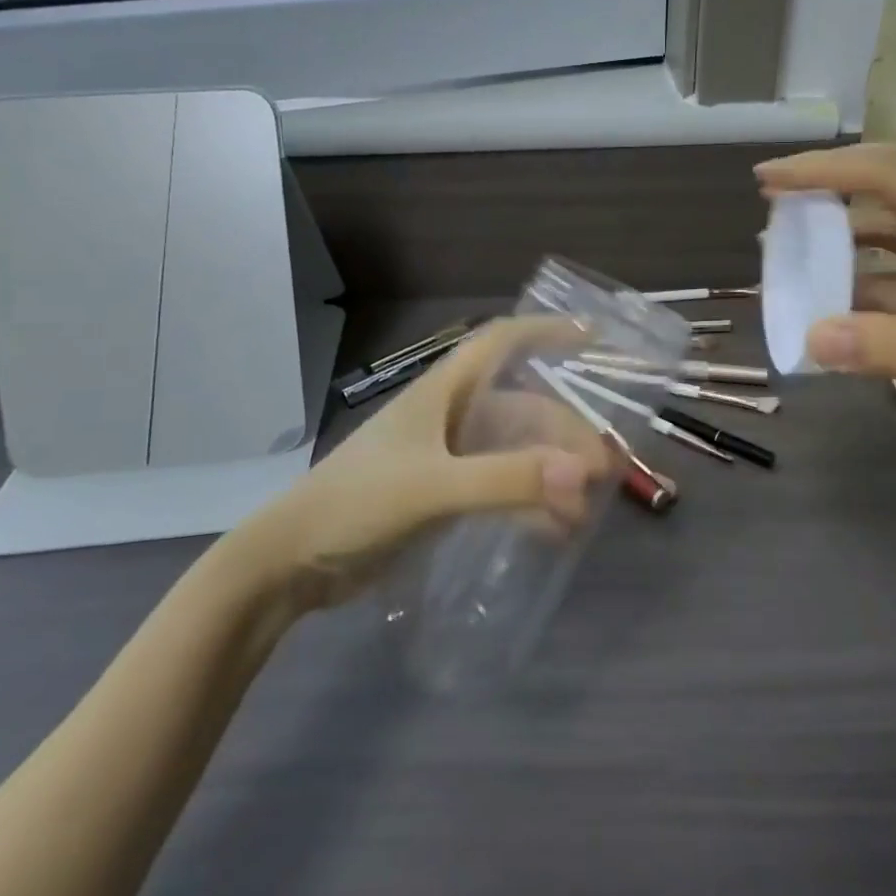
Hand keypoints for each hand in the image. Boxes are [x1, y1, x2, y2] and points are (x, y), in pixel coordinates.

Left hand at [236, 318, 613, 608]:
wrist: (291, 563)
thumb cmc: (356, 505)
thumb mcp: (431, 488)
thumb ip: (504, 480)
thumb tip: (580, 475)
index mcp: (443, 393)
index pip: (500, 342)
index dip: (545, 332)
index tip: (592, 339)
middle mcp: (450, 416)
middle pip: (522, 408)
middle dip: (565, 432)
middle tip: (604, 470)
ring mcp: (447, 457)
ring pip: (515, 450)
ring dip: (552, 473)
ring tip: (585, 510)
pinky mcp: (443, 494)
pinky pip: (501, 487)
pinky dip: (529, 502)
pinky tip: (553, 530)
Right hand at [756, 144, 895, 474]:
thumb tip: (810, 337)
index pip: (892, 175)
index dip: (825, 171)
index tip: (766, 181)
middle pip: (888, 198)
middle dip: (827, 199)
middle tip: (770, 215)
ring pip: (891, 248)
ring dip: (842, 253)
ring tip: (790, 267)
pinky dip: (865, 302)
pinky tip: (834, 319)